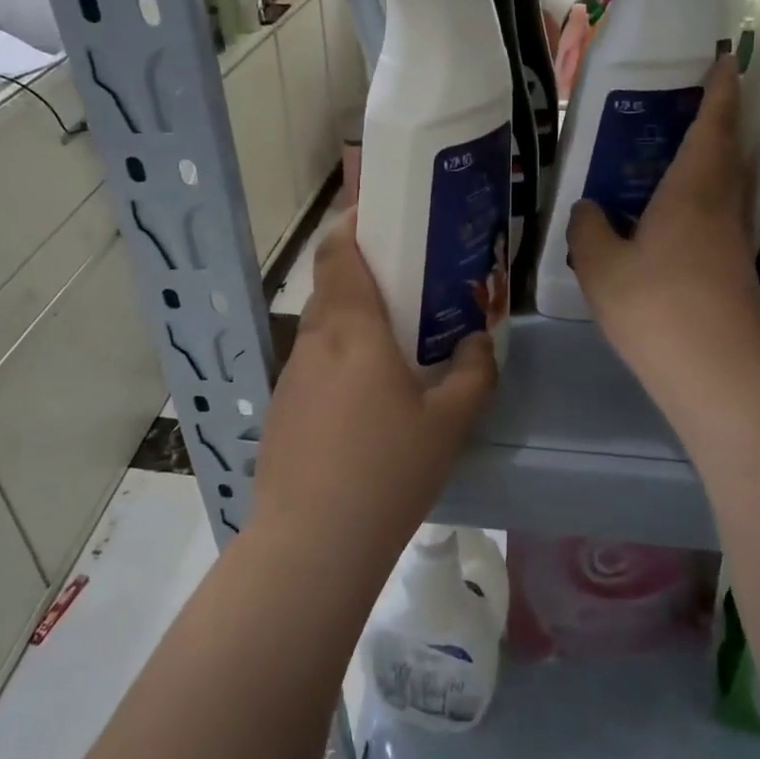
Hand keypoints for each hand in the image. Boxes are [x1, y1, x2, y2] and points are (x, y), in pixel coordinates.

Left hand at [252, 214, 496, 550]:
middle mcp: (315, 341)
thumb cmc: (387, 470)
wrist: (312, 544)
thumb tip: (477, 341)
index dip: (352, 222)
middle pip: (332, 284)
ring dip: (354, 319)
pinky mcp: (282, 410)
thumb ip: (473, 373)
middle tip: (409, 282)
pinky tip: (366, 399)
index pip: (338, 251)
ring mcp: (292, 376)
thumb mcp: (449, 422)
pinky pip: (314, 365)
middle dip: (365, 271)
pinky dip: (339, 359)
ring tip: (394, 342)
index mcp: (353, 329)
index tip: (381, 214)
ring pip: (323, 327)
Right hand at [566, 57, 759, 392]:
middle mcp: (723, 208)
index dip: (721, 89)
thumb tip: (589, 209)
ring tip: (676, 161)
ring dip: (712, 165)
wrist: (718, 375)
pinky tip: (673, 225)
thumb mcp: (602, 268)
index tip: (727, 60)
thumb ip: (589, 231)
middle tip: (692, 106)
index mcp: (693, 191)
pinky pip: (719, 221)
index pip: (713, 125)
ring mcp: (735, 243)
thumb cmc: (656, 307)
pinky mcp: (737, 274)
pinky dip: (702, 206)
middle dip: (718, 123)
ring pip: (727, 188)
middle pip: (728, 153)